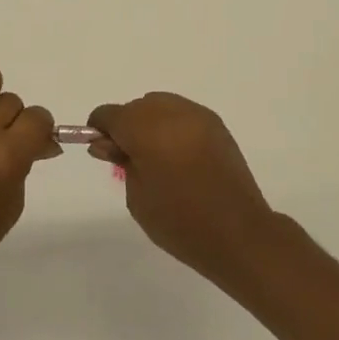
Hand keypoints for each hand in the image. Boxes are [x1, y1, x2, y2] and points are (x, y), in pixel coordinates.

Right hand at [87, 92, 278, 285]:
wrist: (238, 234)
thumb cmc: (180, 222)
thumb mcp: (137, 196)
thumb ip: (120, 161)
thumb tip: (108, 143)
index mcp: (146, 130)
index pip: (110, 114)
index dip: (100, 129)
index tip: (102, 151)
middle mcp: (171, 113)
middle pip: (136, 107)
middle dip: (126, 126)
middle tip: (129, 159)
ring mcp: (197, 116)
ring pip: (160, 105)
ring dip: (150, 123)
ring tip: (156, 156)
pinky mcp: (216, 124)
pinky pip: (182, 114)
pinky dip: (173, 126)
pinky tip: (178, 154)